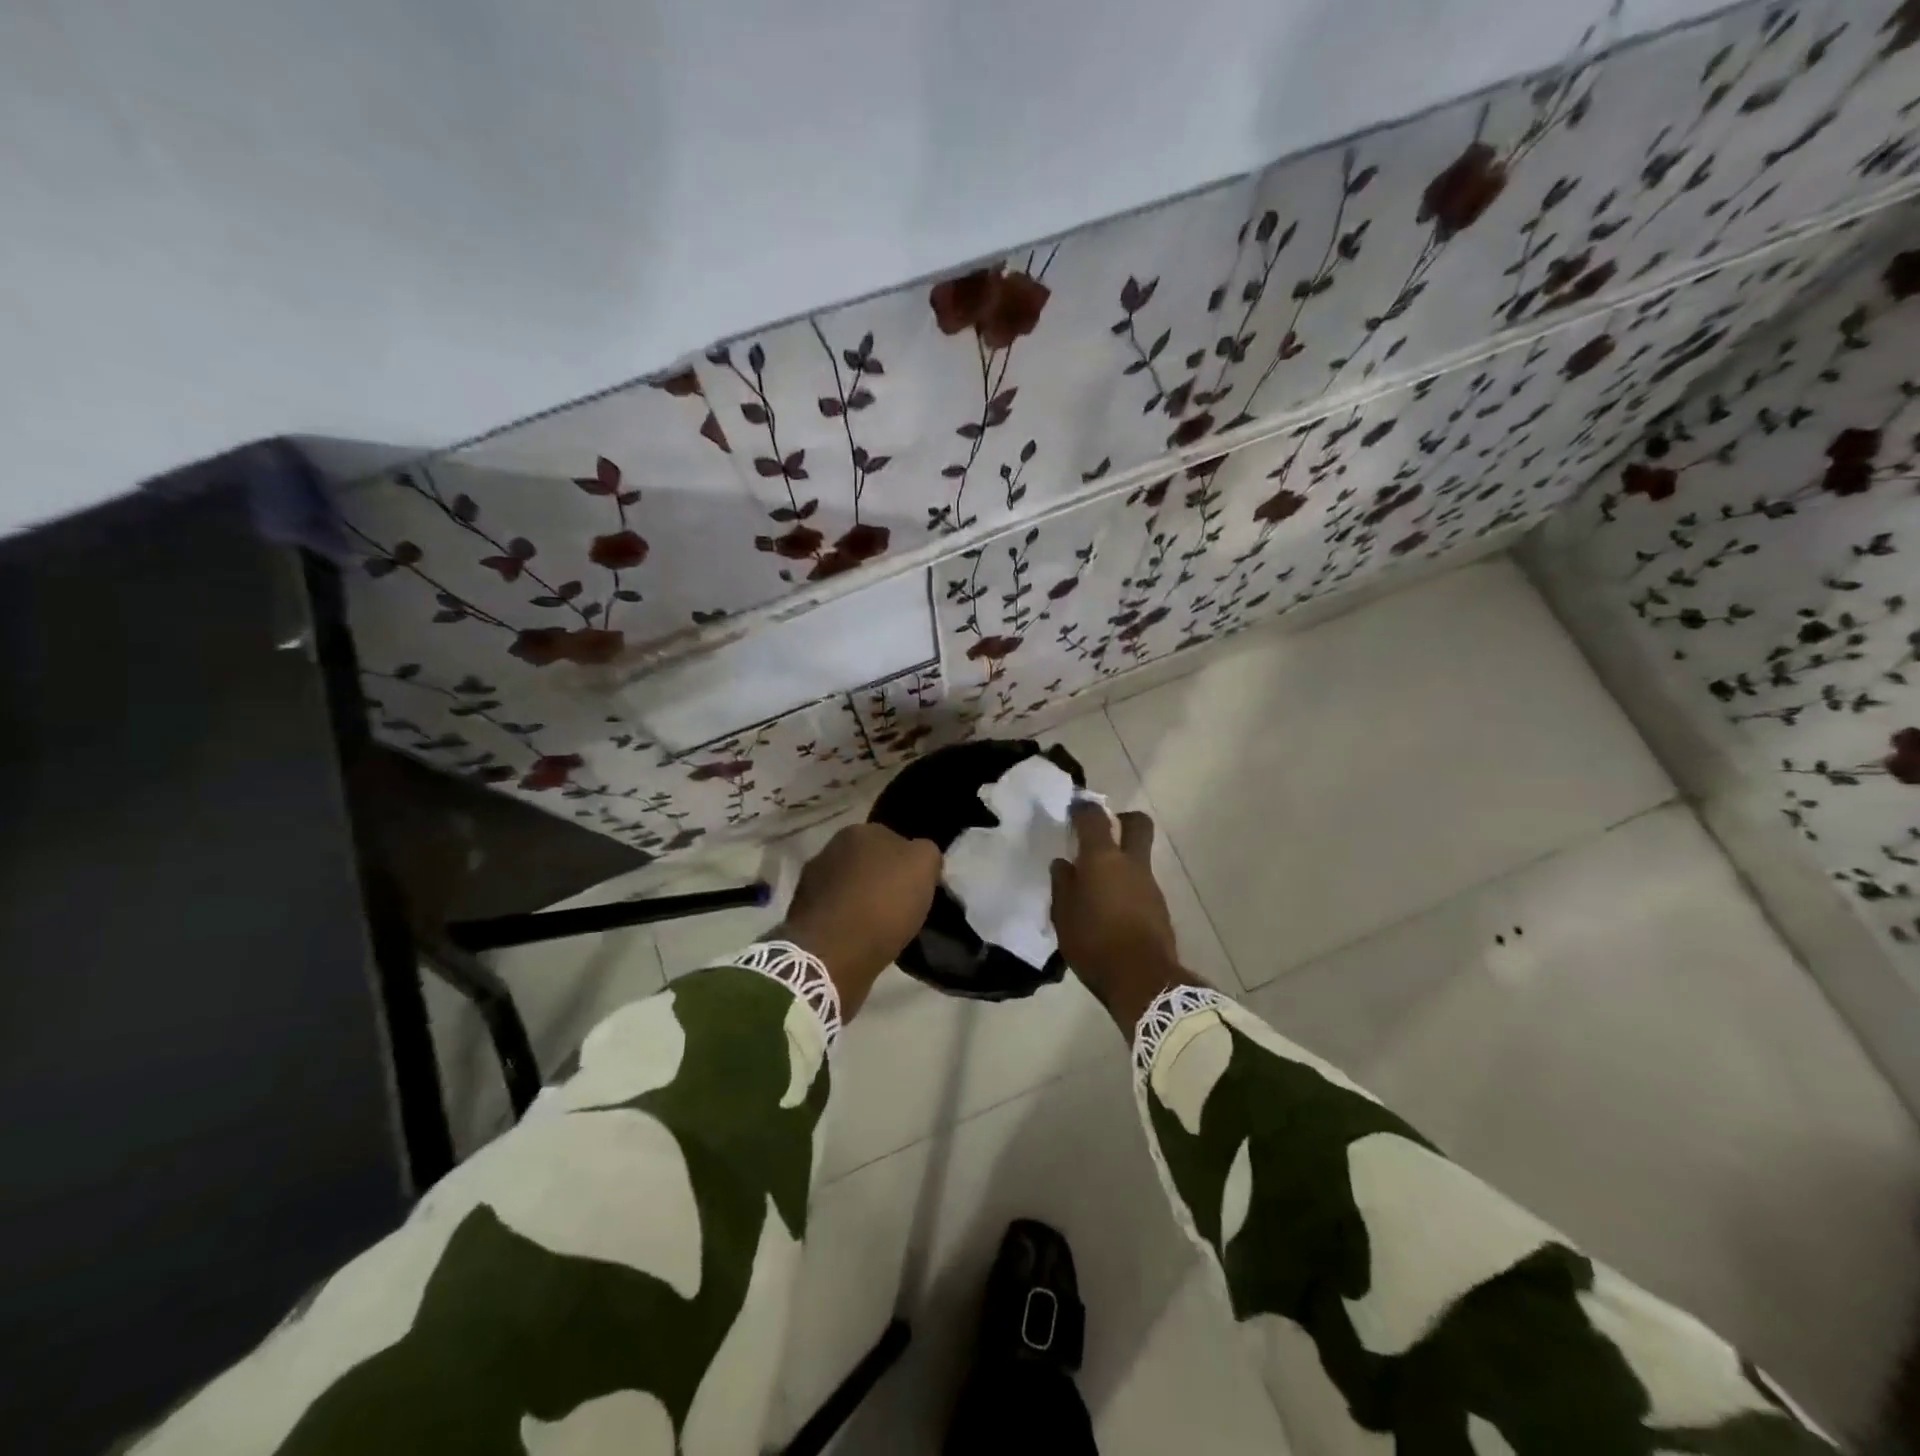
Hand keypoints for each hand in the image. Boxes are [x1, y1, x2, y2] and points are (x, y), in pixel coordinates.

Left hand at [776, 823, 941, 1017]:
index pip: (893, 840)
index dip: (908, 864)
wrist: (832, 953)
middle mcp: (830, 848)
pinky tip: (858, 939)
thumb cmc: (883, 904)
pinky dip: (845, 921)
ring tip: (878, 927)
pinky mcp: (800, 913)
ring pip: (849, 886)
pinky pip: (834, 912)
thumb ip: (925, 852)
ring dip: (861, 899)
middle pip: (867, 862)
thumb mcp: (924, 866)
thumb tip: (918, 855)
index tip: (917, 887)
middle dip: (881, 878)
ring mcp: (811, 880)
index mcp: (859, 830)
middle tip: (900, 906)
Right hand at [1049, 805, 1197, 1030]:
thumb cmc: (1094, 943)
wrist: (1142, 980)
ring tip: (1097, 883)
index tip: (1074, 809)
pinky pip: (1140, 884)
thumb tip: (1064, 864)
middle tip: (1104, 831)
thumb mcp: (1063, 915)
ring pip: (1139, 857)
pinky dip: (1127, 886)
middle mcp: (1131, 863)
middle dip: (1122, 819)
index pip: (1094, 818)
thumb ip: (1063, 884)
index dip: (1083, 808)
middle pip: (1137, 824)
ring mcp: (1150, 884)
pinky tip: (1111, 908)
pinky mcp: (1159, 906)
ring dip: (1122, 860)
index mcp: (1102, 859)